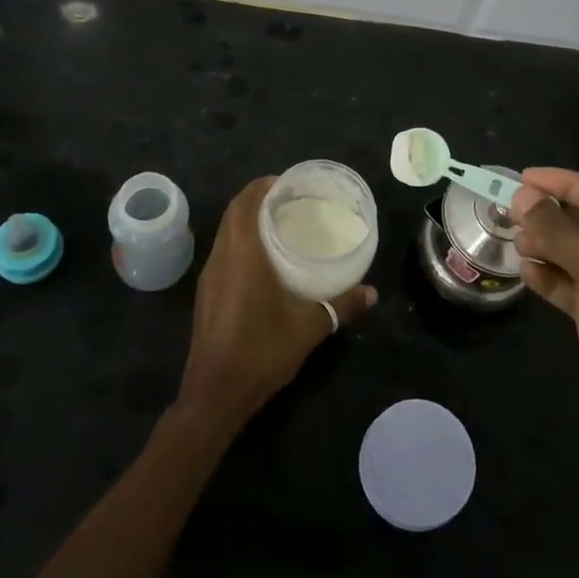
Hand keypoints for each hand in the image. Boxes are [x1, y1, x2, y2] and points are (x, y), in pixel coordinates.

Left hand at [177, 176, 377, 431]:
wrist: (215, 395)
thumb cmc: (262, 351)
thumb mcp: (310, 327)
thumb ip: (341, 305)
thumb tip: (372, 292)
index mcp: (243, 254)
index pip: (245, 203)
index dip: (263, 186)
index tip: (288, 183)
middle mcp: (221, 258)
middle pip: (234, 214)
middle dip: (258, 200)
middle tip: (290, 202)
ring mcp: (209, 277)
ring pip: (226, 234)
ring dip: (247, 222)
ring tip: (280, 226)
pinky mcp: (206, 295)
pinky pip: (223, 254)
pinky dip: (240, 244)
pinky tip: (263, 263)